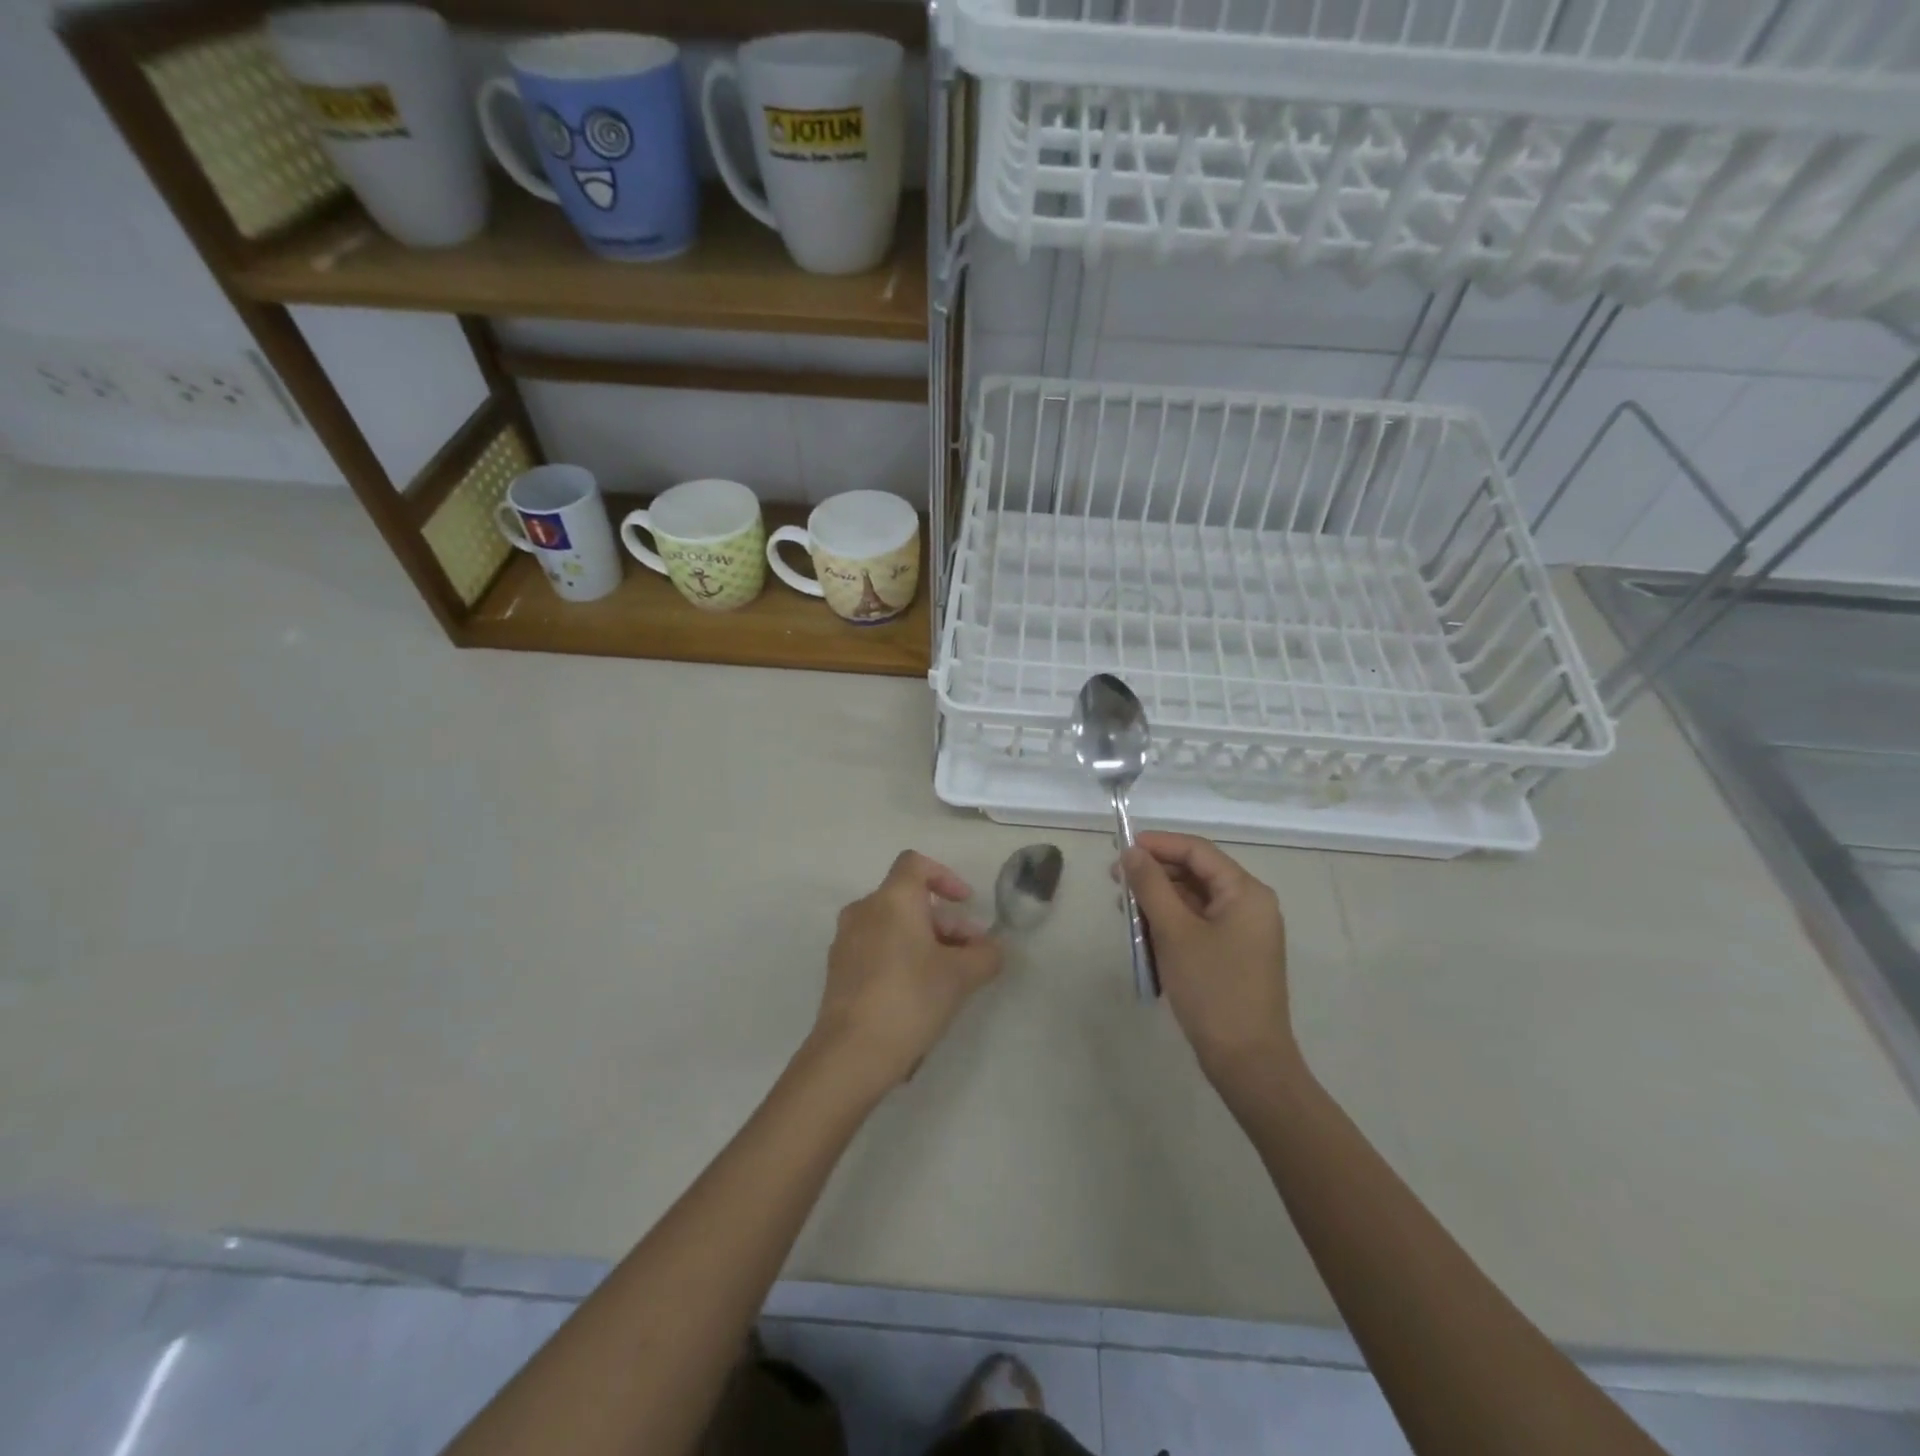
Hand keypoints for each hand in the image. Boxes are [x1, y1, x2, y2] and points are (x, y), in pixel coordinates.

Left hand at [811, 851, 1003, 1094]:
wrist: (850, 1054)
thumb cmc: (910, 999)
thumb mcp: (961, 977)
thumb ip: (986, 955)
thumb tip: (992, 949)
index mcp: (891, 899)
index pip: (916, 864)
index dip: (945, 876)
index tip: (965, 903)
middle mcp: (864, 910)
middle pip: (909, 900)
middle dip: (945, 923)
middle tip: (971, 956)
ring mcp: (846, 941)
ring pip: (893, 926)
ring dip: (925, 942)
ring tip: (950, 979)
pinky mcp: (838, 970)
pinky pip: (876, 949)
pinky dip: (901, 958)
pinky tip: (919, 995)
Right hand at [1121, 833, 1297, 1090]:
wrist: (1247, 1061)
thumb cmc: (1213, 989)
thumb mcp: (1175, 932)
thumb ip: (1151, 886)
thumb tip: (1131, 852)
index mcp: (1246, 892)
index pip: (1197, 851)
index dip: (1158, 844)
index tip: (1121, 848)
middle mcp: (1250, 904)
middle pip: (1196, 873)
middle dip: (1155, 873)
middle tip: (1115, 880)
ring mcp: (1243, 931)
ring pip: (1194, 900)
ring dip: (1159, 900)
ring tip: (1124, 909)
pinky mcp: (1233, 954)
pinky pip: (1197, 924)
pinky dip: (1170, 923)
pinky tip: (1143, 932)